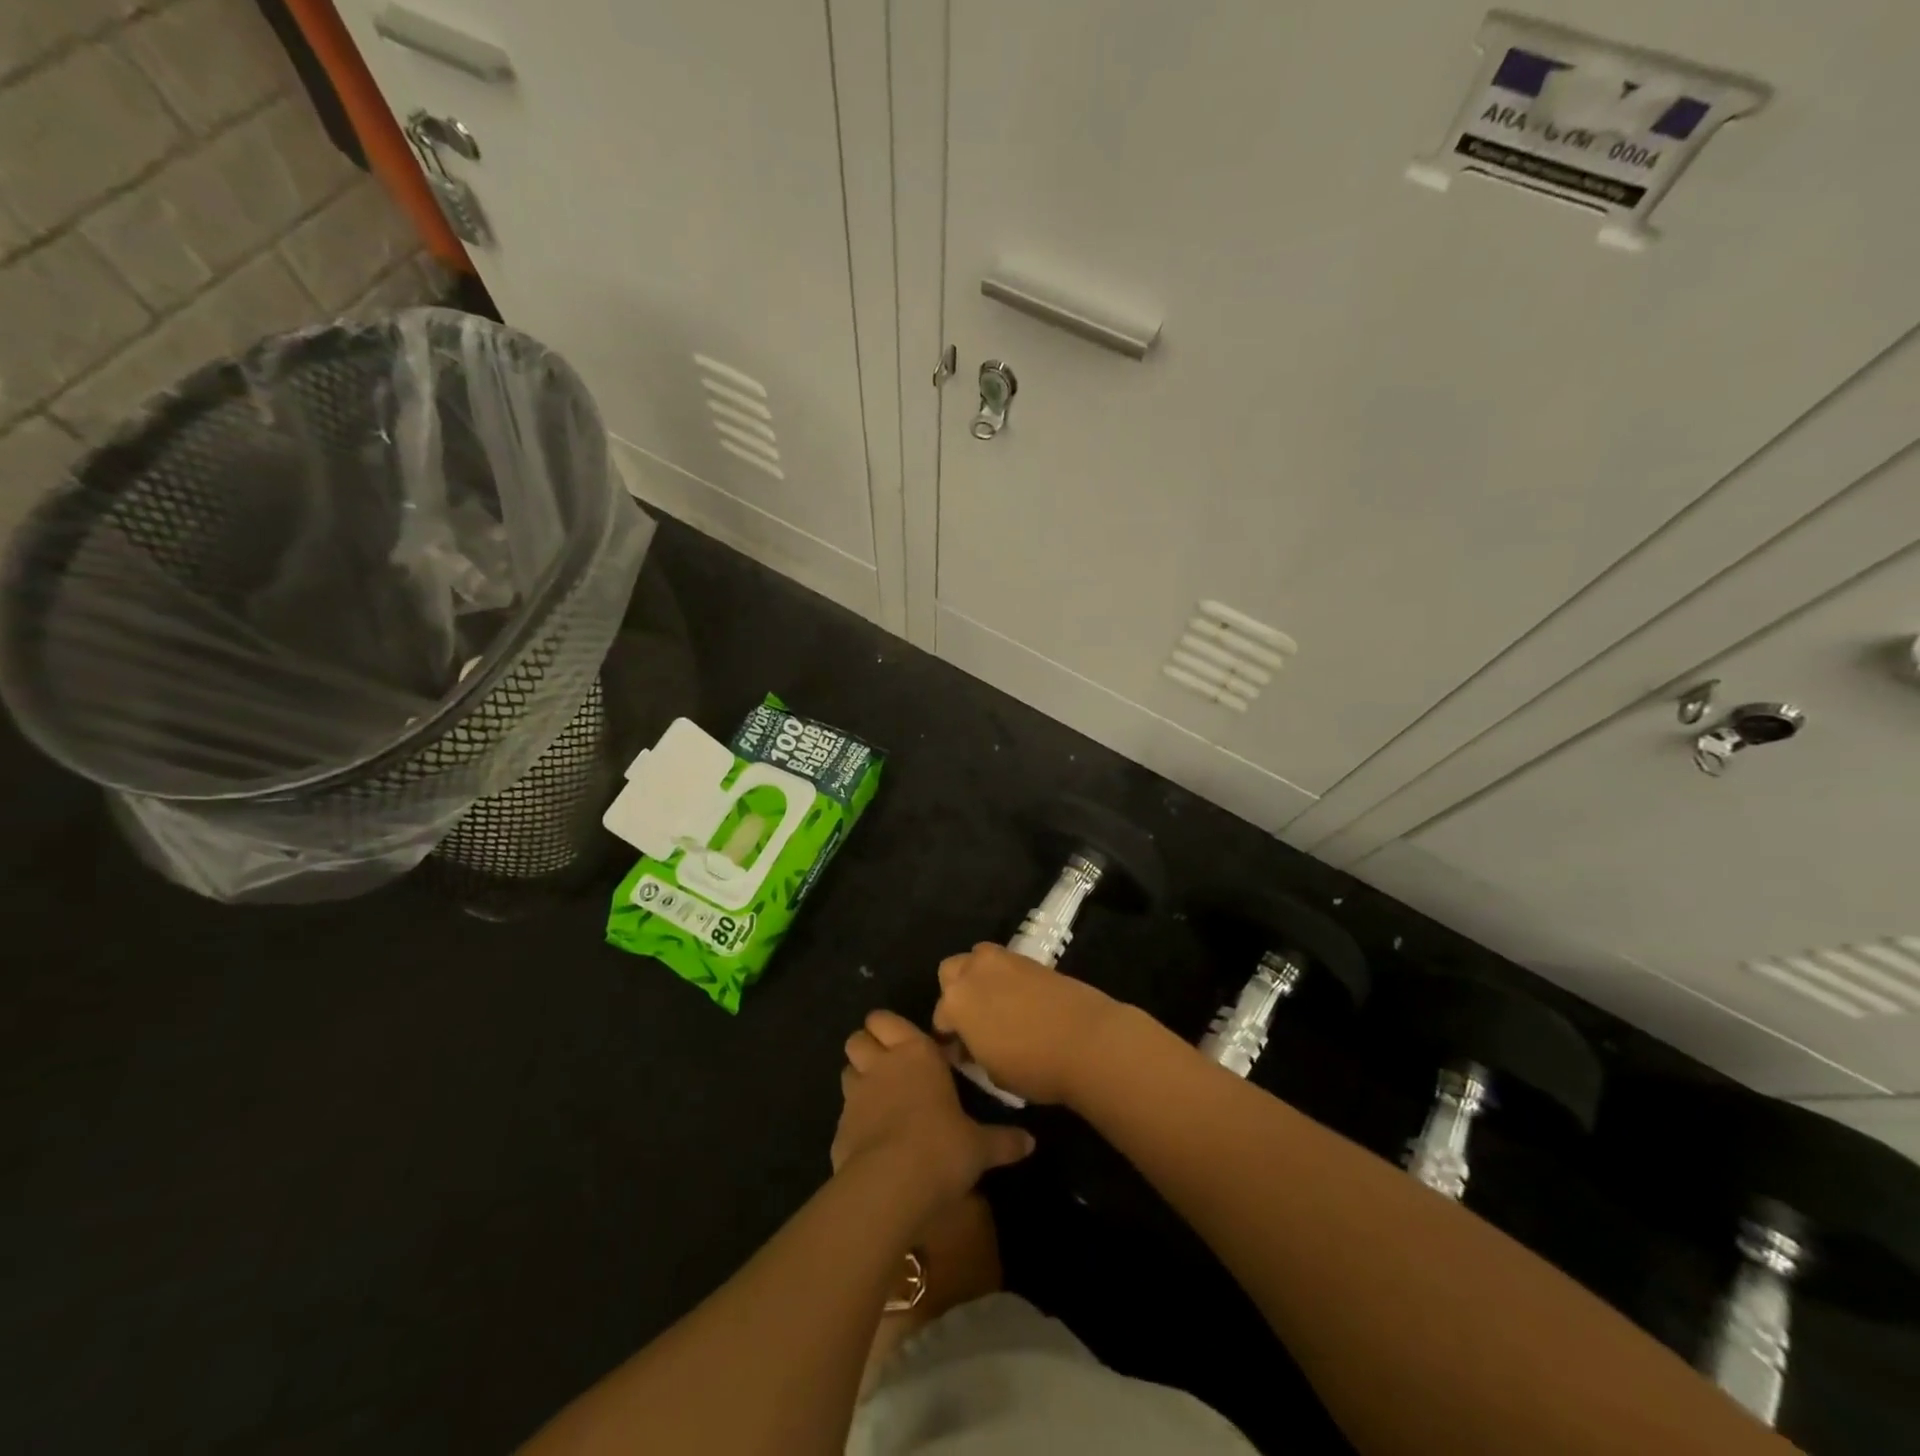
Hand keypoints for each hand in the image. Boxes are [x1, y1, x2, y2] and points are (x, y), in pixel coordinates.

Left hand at [833, 1010, 1034, 1210]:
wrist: (891, 1185)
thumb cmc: (942, 1147)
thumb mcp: (980, 1146)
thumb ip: (1003, 1140)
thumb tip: (1031, 1142)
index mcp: (916, 1053)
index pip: (886, 1020)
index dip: (888, 1027)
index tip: (902, 1041)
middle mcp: (881, 1065)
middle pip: (858, 1038)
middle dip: (868, 1046)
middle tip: (888, 1065)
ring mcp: (855, 1096)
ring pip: (846, 1070)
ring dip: (858, 1079)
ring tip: (878, 1099)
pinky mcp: (838, 1129)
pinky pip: (843, 1115)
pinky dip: (854, 1121)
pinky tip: (871, 1141)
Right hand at [932, 944, 1129, 1105]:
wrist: (1088, 1041)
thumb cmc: (1034, 1066)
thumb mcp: (992, 1073)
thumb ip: (974, 1052)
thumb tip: (973, 1045)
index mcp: (956, 1002)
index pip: (940, 1017)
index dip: (949, 1037)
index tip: (961, 1053)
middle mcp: (973, 972)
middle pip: (951, 972)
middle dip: (956, 992)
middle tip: (973, 1020)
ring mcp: (1004, 959)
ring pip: (977, 958)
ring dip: (979, 977)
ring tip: (995, 1004)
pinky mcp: (1030, 958)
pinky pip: (1006, 963)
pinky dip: (1005, 976)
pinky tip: (1020, 1000)